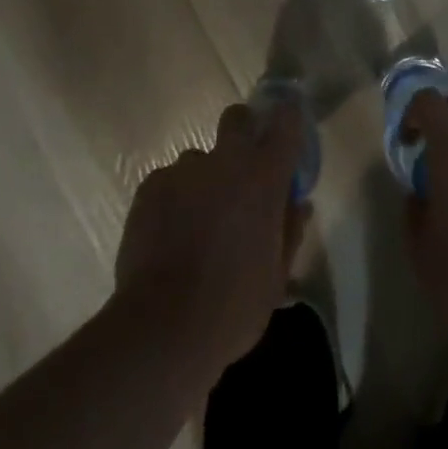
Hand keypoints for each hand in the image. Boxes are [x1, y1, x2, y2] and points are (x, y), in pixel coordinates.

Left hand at [114, 100, 308, 377]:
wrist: (162, 330)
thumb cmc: (233, 306)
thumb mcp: (276, 277)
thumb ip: (289, 231)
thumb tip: (297, 205)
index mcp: (265, 176)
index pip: (286, 120)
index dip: (288, 119)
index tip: (288, 130)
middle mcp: (226, 160)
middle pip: (237, 118)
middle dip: (242, 133)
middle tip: (241, 172)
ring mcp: (184, 170)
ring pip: (199, 158)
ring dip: (204, 180)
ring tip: (197, 222)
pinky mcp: (150, 187)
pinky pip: (168, 181)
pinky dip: (173, 200)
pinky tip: (168, 236)